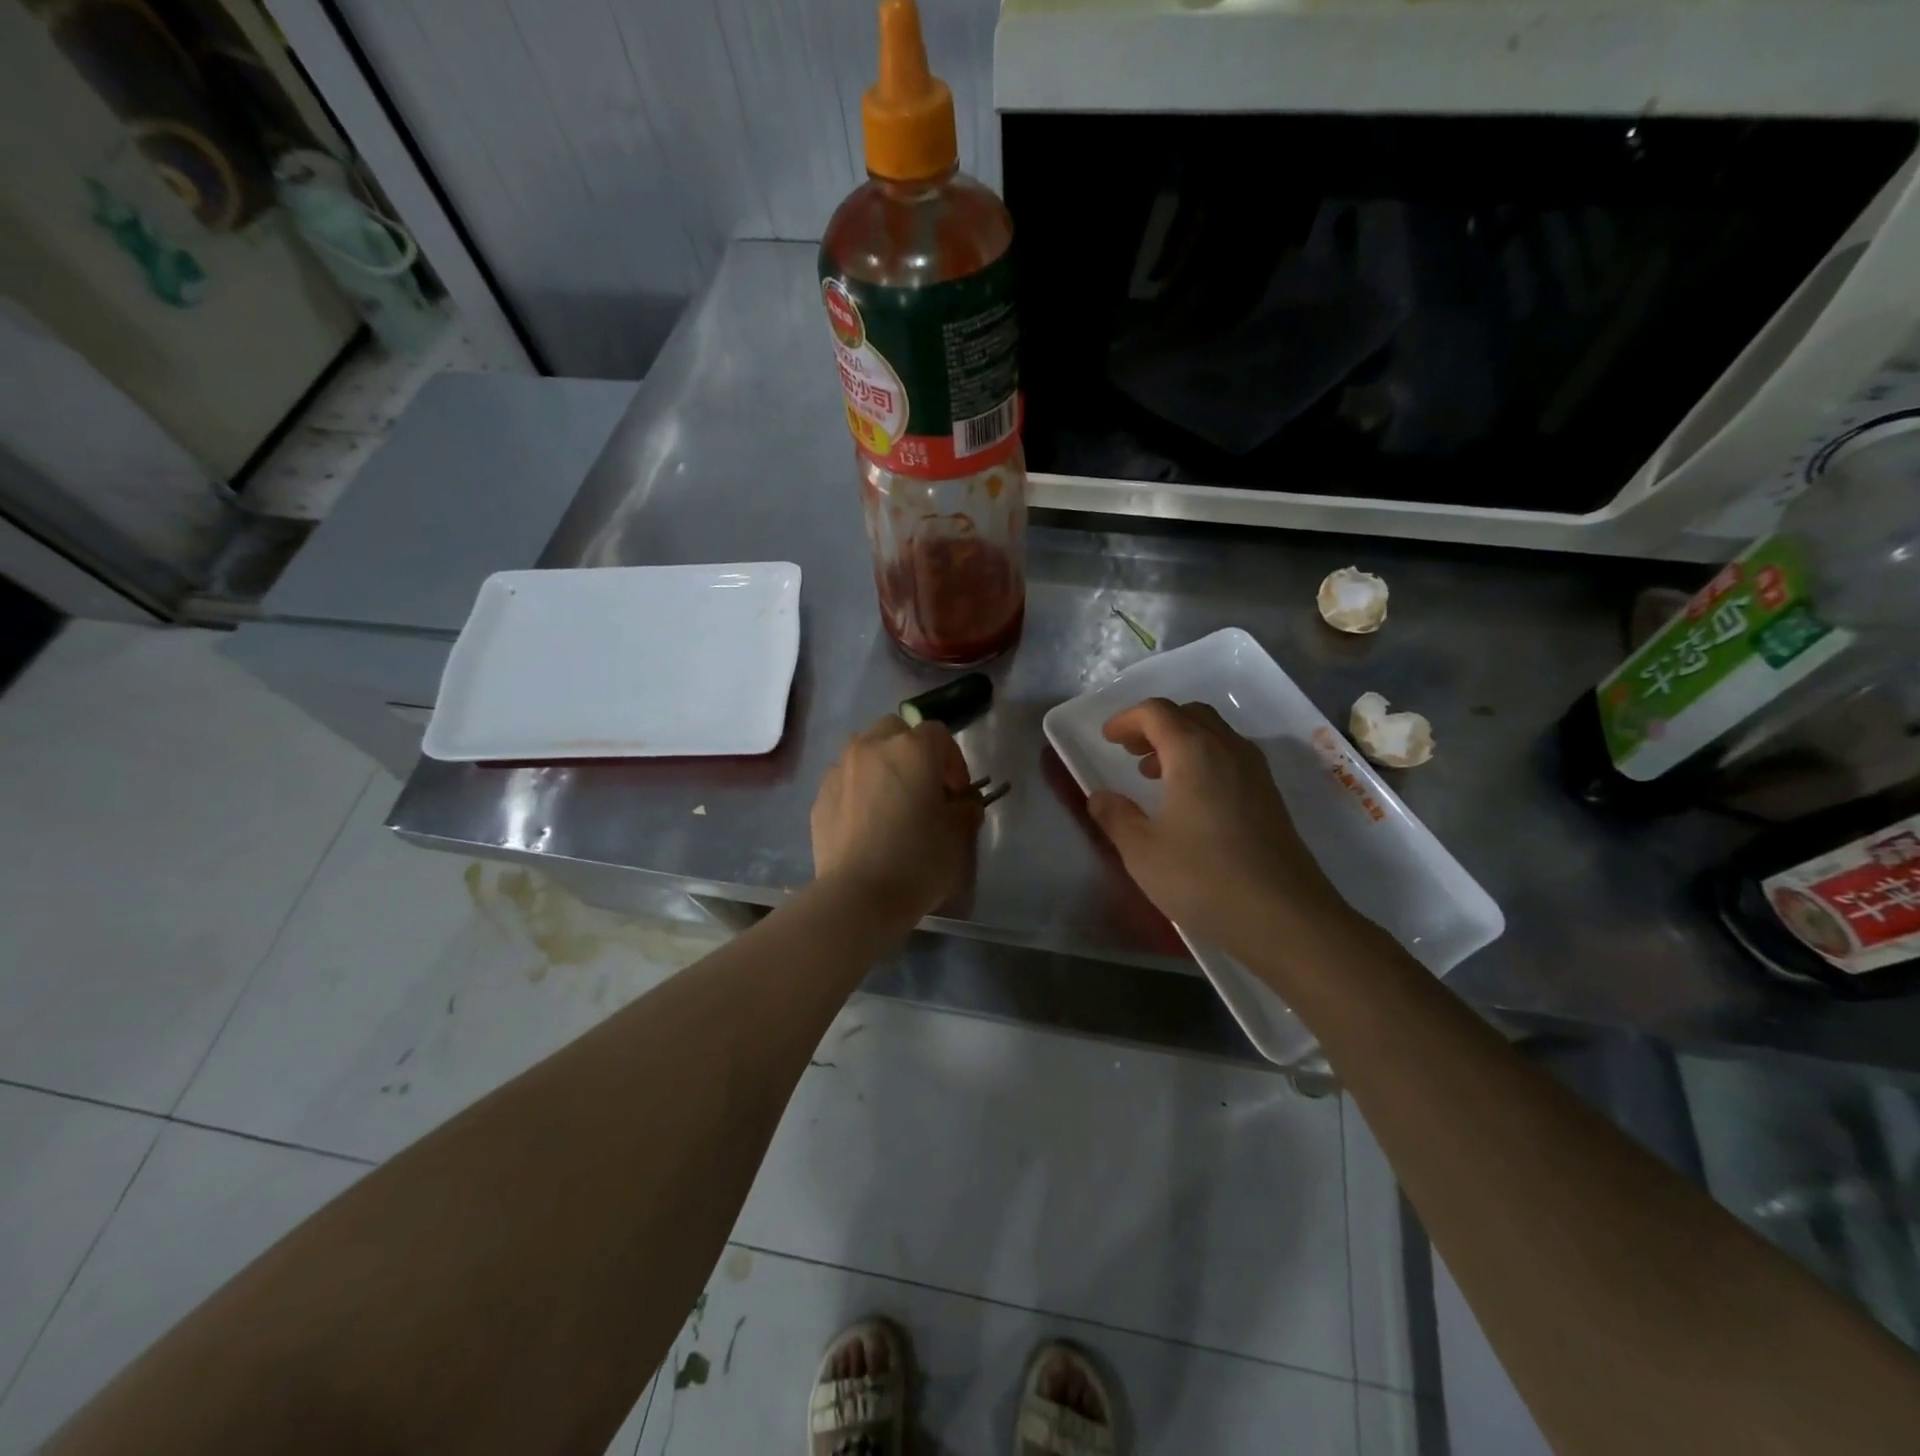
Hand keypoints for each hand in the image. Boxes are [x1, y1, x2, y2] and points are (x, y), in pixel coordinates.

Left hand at [811, 715, 982, 920]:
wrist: (857, 897)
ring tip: (891, 801)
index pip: (939, 734)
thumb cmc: (917, 862)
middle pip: (896, 731)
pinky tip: (866, 821)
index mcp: (912, 749)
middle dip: (913, 751)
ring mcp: (841, 769)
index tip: (958, 793)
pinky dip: (859, 788)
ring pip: (866, 750)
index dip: (953, 761)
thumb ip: (965, 810)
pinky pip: (845, 778)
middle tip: (923, 788)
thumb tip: (963, 803)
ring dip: (882, 765)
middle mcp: (872, 747)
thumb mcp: (958, 838)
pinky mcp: (820, 795)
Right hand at [1087, 699, 1345, 948]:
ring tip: (1153, 775)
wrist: (1286, 918)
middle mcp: (1229, 750)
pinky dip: (1203, 761)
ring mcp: (1256, 773)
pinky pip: (1230, 758)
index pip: (1156, 712)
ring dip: (1180, 742)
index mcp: (1194, 752)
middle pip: (1189, 714)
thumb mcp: (1143, 852)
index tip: (1107, 739)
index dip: (1127, 719)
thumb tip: (1099, 797)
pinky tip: (1190, 801)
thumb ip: (1116, 817)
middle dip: (1155, 725)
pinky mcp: (1270, 797)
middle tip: (1130, 751)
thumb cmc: (1204, 878)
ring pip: (1214, 735)